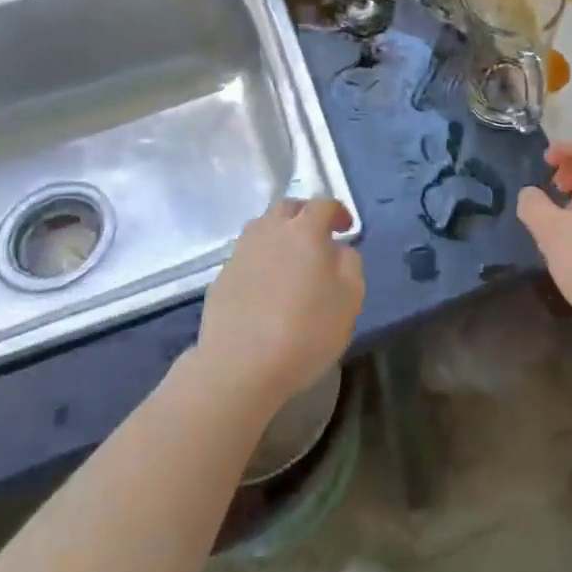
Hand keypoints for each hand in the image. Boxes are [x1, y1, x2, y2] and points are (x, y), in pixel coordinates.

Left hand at [195, 197, 363, 415]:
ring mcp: (240, 252)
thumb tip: (337, 250)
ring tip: (289, 260)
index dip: (338, 212)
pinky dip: (260, 261)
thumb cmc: (306, 331)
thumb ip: (350, 263)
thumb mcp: (350, 298)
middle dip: (305, 215)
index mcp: (304, 229)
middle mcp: (269, 230)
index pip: (323, 204)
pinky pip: (246, 257)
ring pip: (262, 229)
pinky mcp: (221, 277)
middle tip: (317, 237)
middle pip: (287, 208)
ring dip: (279, 235)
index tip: (345, 228)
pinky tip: (265, 288)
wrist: (240, 367)